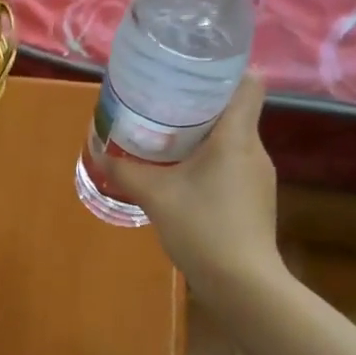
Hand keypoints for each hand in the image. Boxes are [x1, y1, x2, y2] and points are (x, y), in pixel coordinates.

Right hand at [108, 74, 281, 301]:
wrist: (242, 284)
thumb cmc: (203, 228)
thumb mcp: (155, 196)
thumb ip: (126, 171)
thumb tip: (97, 151)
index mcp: (237, 137)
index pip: (249, 84)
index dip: (227, 70)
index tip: (195, 70)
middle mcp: (254, 150)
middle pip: (235, 110)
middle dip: (202, 104)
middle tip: (165, 101)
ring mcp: (258, 176)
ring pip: (233, 139)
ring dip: (205, 135)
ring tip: (169, 136)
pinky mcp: (255, 198)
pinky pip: (232, 164)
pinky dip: (210, 160)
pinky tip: (184, 175)